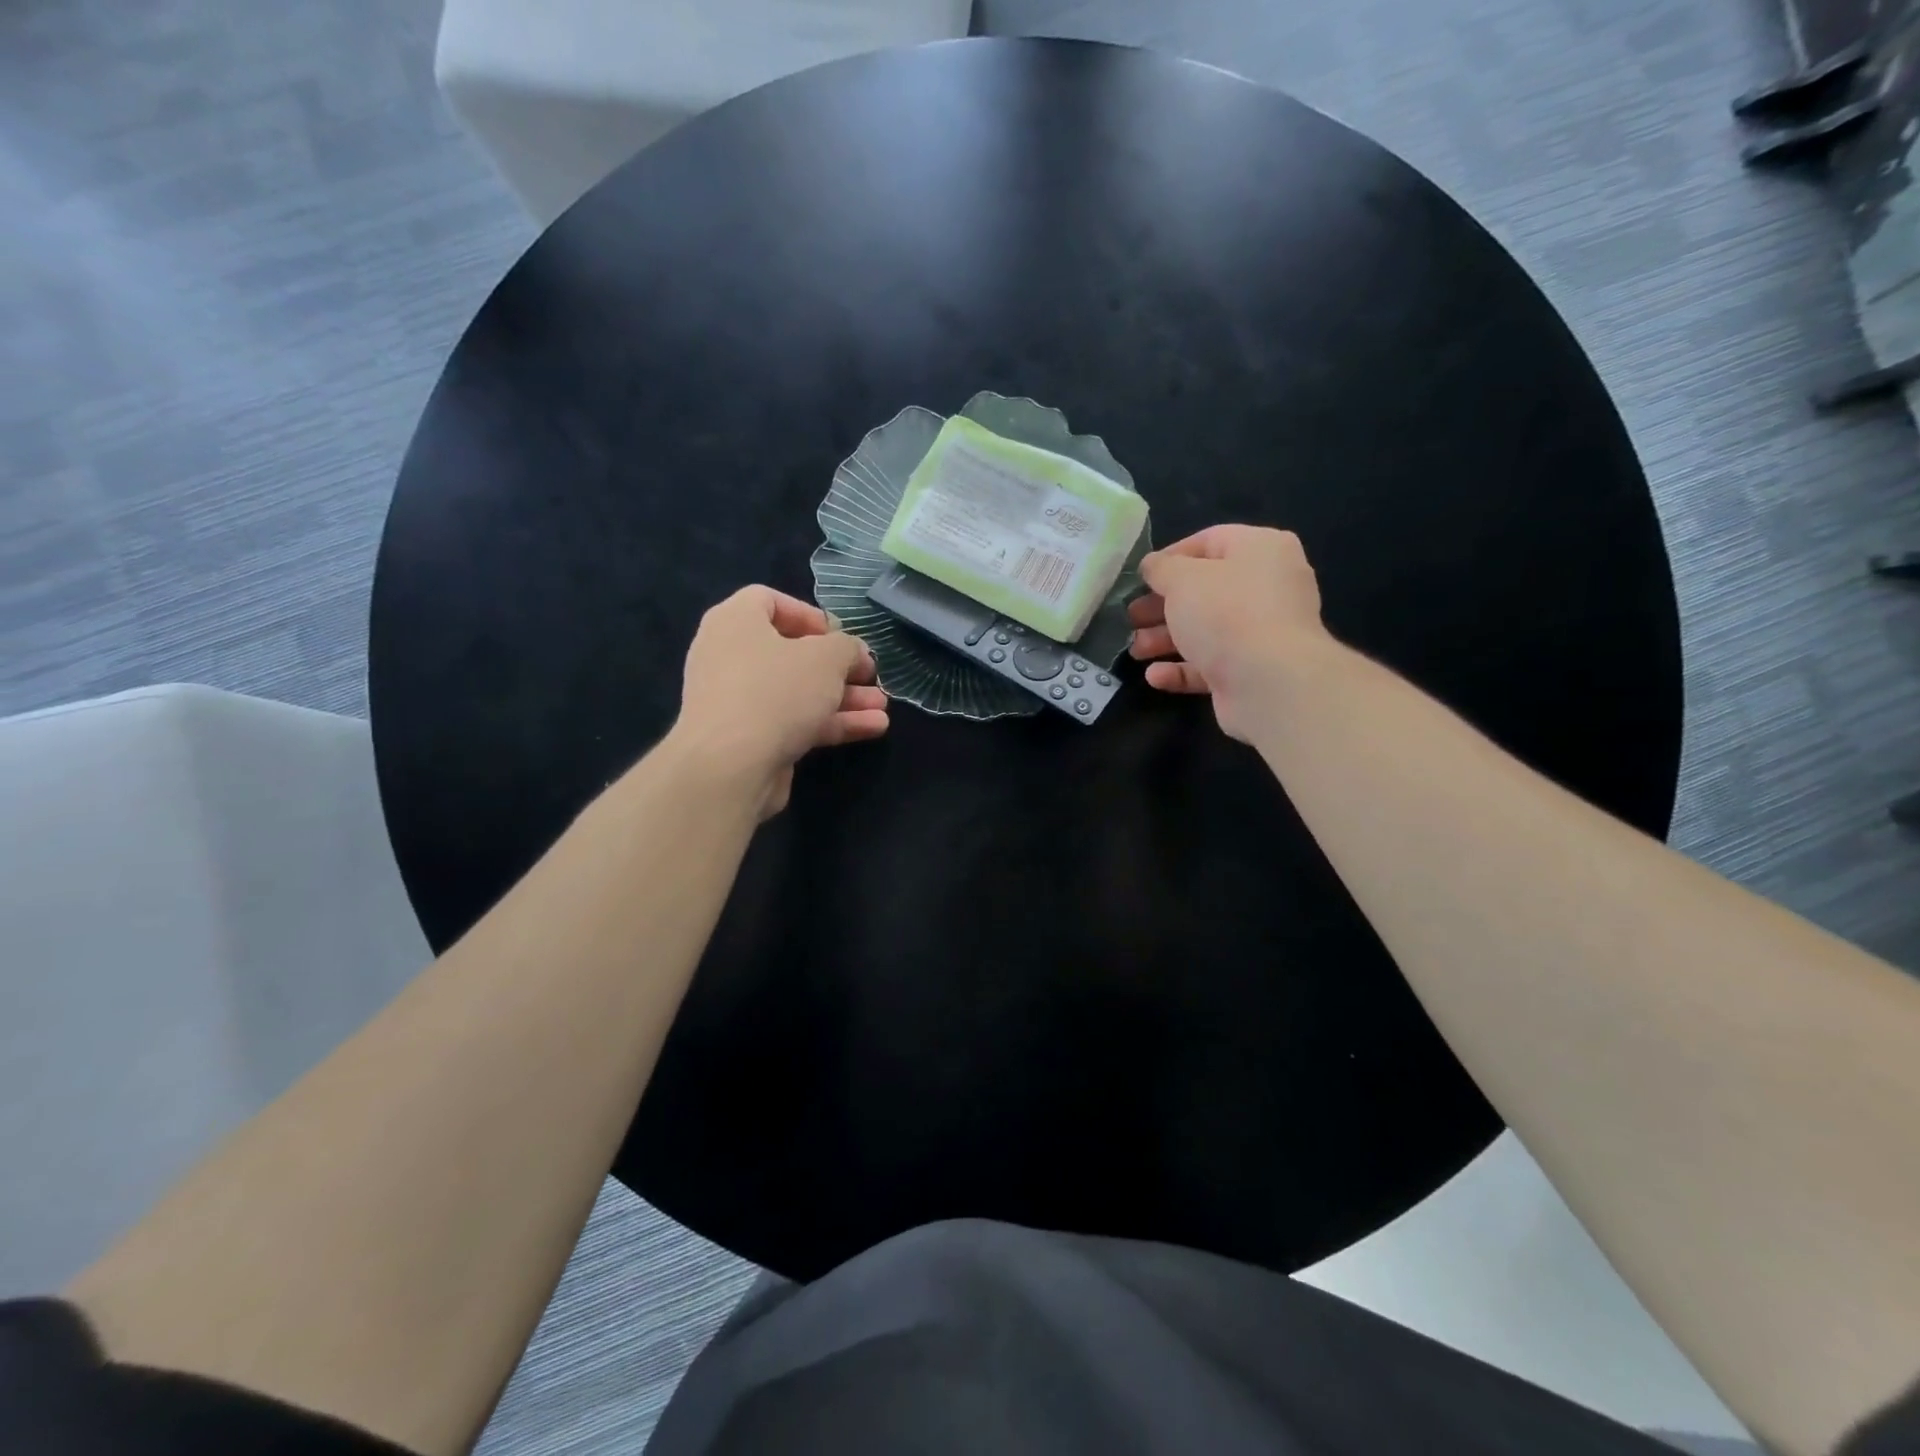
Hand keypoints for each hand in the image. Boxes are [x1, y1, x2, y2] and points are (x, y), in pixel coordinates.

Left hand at [674, 586, 887, 817]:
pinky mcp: (751, 739)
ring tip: (881, 706)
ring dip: (843, 698)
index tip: (839, 634)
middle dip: (839, 667)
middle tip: (869, 674)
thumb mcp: (827, 657)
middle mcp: (730, 657)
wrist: (731, 766)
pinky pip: (796, 722)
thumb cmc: (777, 691)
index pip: (768, 600)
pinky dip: (831, 723)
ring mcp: (739, 702)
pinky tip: (872, 728)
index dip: (808, 613)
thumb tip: (855, 654)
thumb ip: (847, 648)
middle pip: (791, 652)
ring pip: (799, 692)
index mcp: (735, 622)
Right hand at [1127, 525, 1329, 741]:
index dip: (1170, 557)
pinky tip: (1155, 676)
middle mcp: (1268, 587)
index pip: (1210, 541)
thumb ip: (1161, 568)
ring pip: (1206, 630)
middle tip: (1132, 617)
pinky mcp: (1253, 670)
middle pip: (1205, 590)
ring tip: (1136, 650)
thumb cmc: (1226, 614)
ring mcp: (1263, 632)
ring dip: (1165, 639)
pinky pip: (1212, 664)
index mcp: (1261, 549)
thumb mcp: (1182, 579)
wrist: (1270, 683)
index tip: (1140, 577)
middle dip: (1162, 606)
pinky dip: (1182, 669)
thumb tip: (1153, 567)